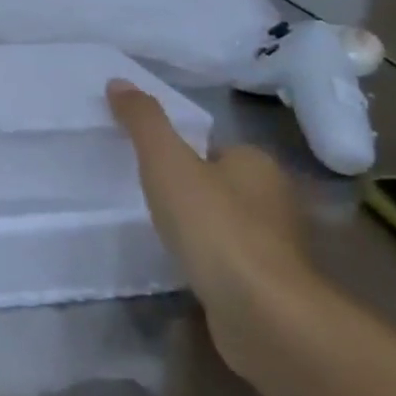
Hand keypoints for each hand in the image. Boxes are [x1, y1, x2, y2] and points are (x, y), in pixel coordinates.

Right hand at [106, 79, 315, 381]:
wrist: (261, 313)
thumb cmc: (214, 225)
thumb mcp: (166, 161)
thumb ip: (143, 121)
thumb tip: (119, 81)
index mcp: (258, 164)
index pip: (214, 147)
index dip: (181, 152)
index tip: (147, 164)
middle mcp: (275, 200)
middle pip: (221, 183)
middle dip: (190, 189)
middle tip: (145, 195)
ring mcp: (276, 247)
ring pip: (226, 223)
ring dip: (199, 227)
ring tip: (158, 232)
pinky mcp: (269, 286)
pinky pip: (229, 259)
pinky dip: (208, 260)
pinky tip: (183, 266)